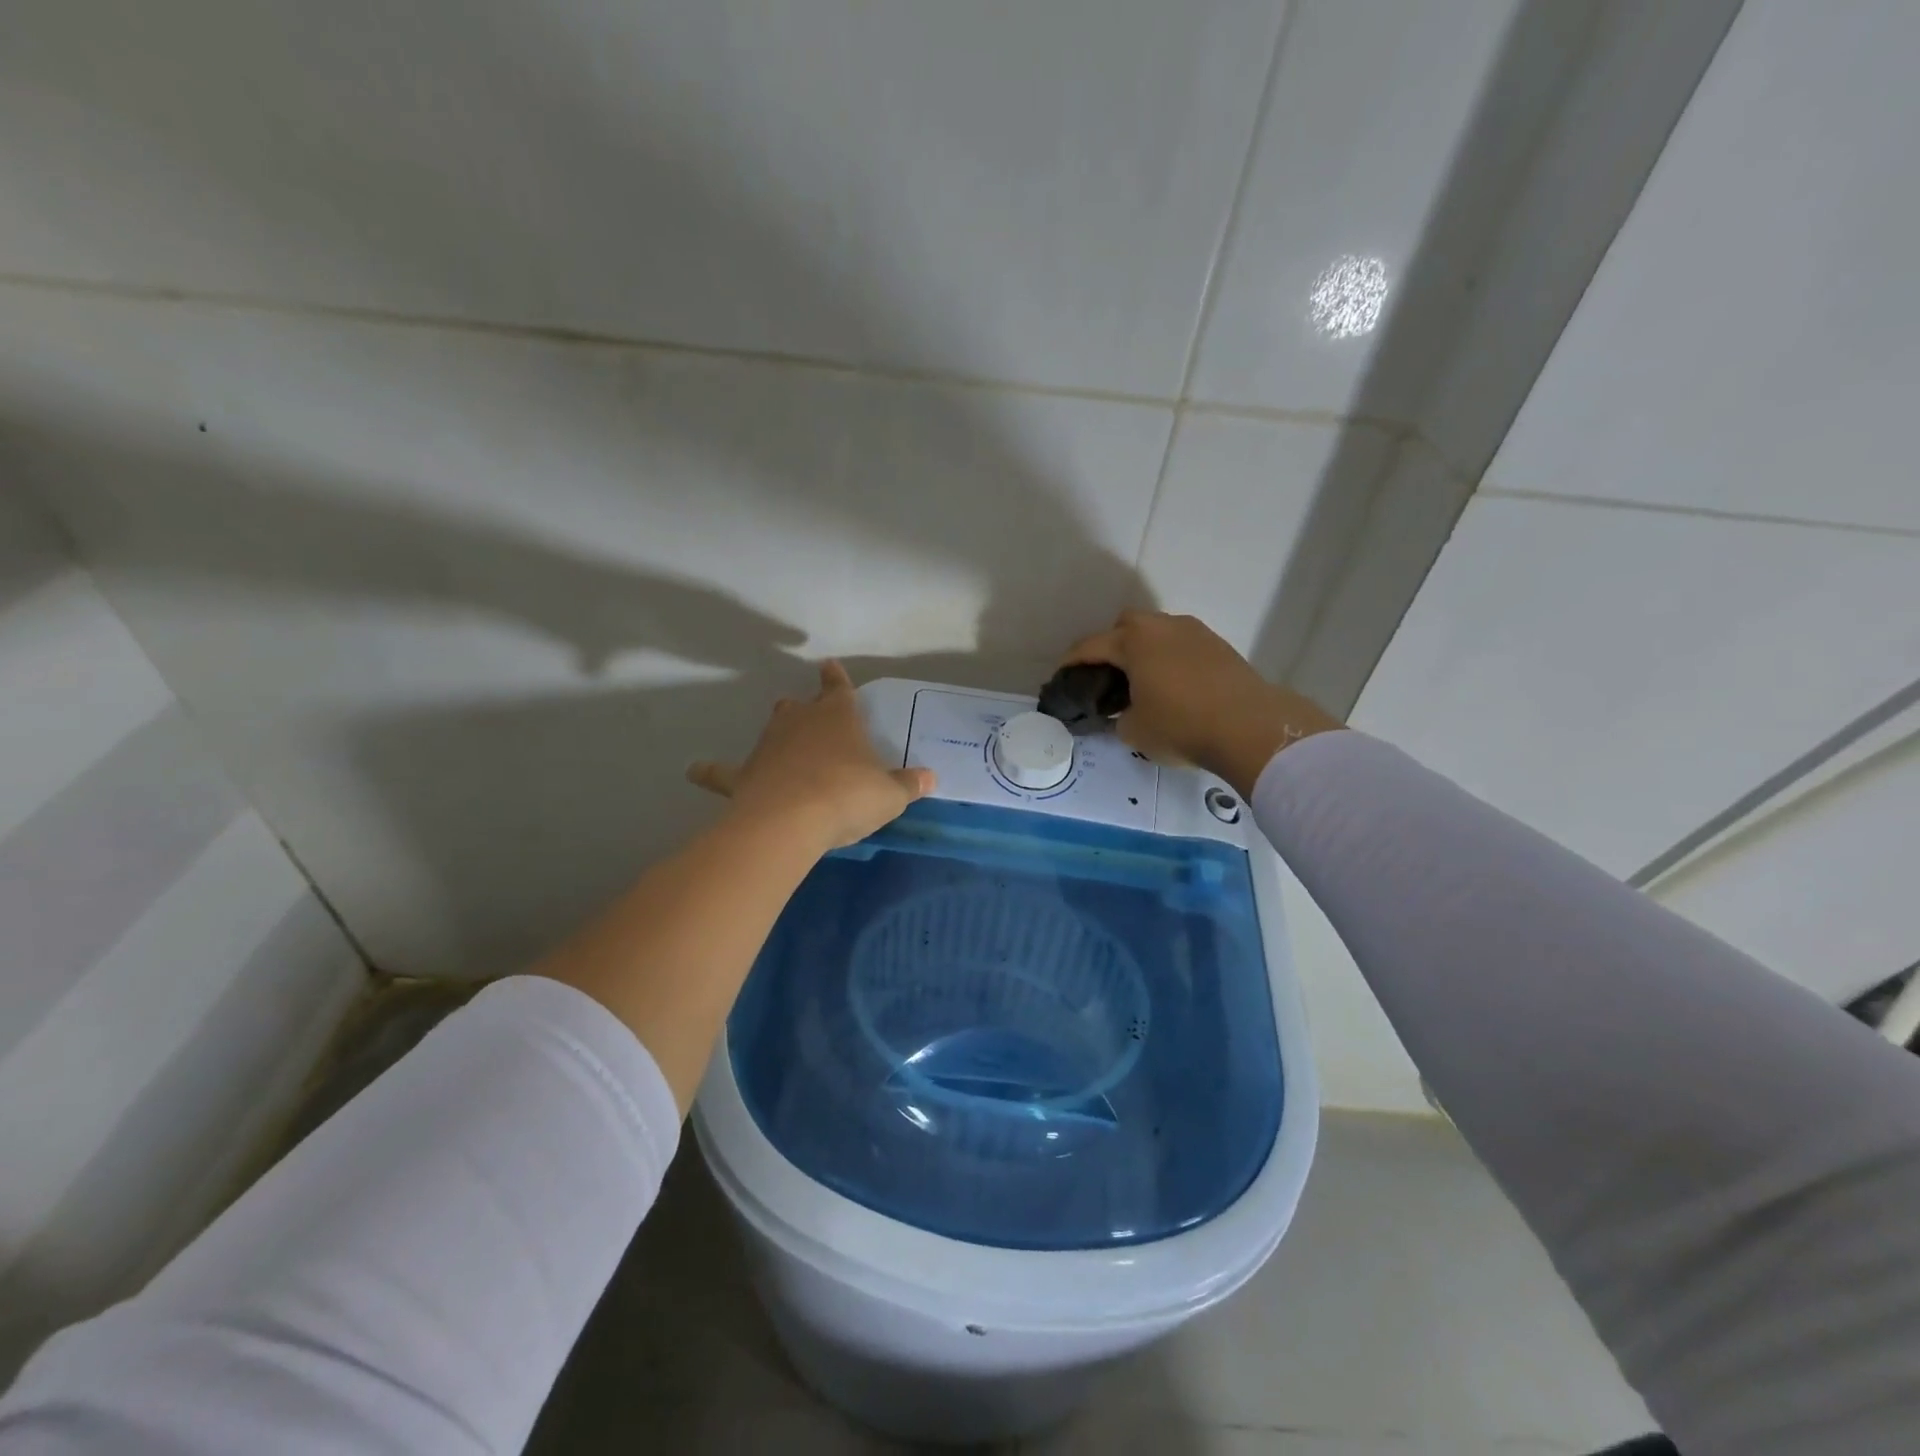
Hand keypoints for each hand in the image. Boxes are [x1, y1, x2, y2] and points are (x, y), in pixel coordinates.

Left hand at [688, 662, 934, 851]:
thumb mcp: (889, 795)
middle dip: (805, 709)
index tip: (829, 666)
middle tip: (811, 717)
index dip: (836, 678)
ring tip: (781, 744)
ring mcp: (768, 746)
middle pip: (799, 707)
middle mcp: (800, 722)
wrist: (792, 819)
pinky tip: (695, 770)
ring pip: (771, 731)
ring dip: (777, 735)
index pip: (838, 688)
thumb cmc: (848, 796)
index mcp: (838, 718)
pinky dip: (712, 772)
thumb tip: (932, 778)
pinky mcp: (744, 774)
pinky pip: (723, 772)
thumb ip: (909, 785)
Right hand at [1062, 611, 1341, 795]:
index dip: (1071, 662)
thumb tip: (1124, 713)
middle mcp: (1162, 627)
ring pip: (1158, 631)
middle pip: (1126, 624)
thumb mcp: (1134, 732)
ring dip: (1145, 650)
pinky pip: (1182, 644)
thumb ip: (1119, 717)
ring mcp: (1194, 632)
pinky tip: (1174, 685)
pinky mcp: (1219, 646)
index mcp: (1133, 642)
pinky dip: (1170, 658)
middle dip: (1112, 644)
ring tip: (1143, 681)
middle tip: (1108, 675)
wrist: (1250, 727)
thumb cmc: (1181, 726)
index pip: (1090, 646)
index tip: (1061, 676)